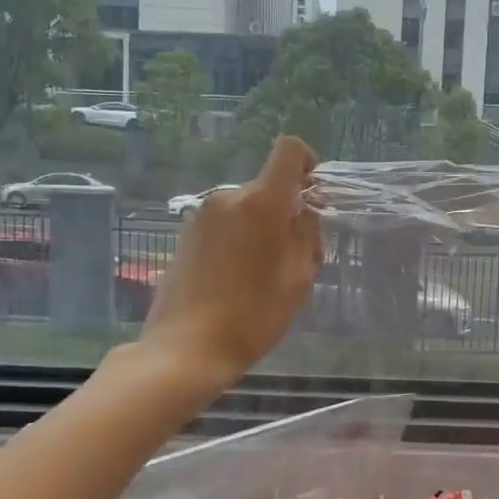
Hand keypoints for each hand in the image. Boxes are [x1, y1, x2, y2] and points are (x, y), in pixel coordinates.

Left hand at [139, 136, 323, 387]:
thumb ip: (307, 235)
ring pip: (246, 208)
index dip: (307, 162)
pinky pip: (225, 223)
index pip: (289, 151)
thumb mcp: (298, 279)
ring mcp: (202, 215)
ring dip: (262, 228)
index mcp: (261, 202)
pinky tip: (238, 279)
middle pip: (269, 188)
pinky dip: (239, 238)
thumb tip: (305, 210)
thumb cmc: (252, 316)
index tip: (312, 194)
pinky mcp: (186, 234)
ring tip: (266, 275)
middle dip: (287, 213)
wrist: (186, 348)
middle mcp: (229, 197)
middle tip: (298, 259)